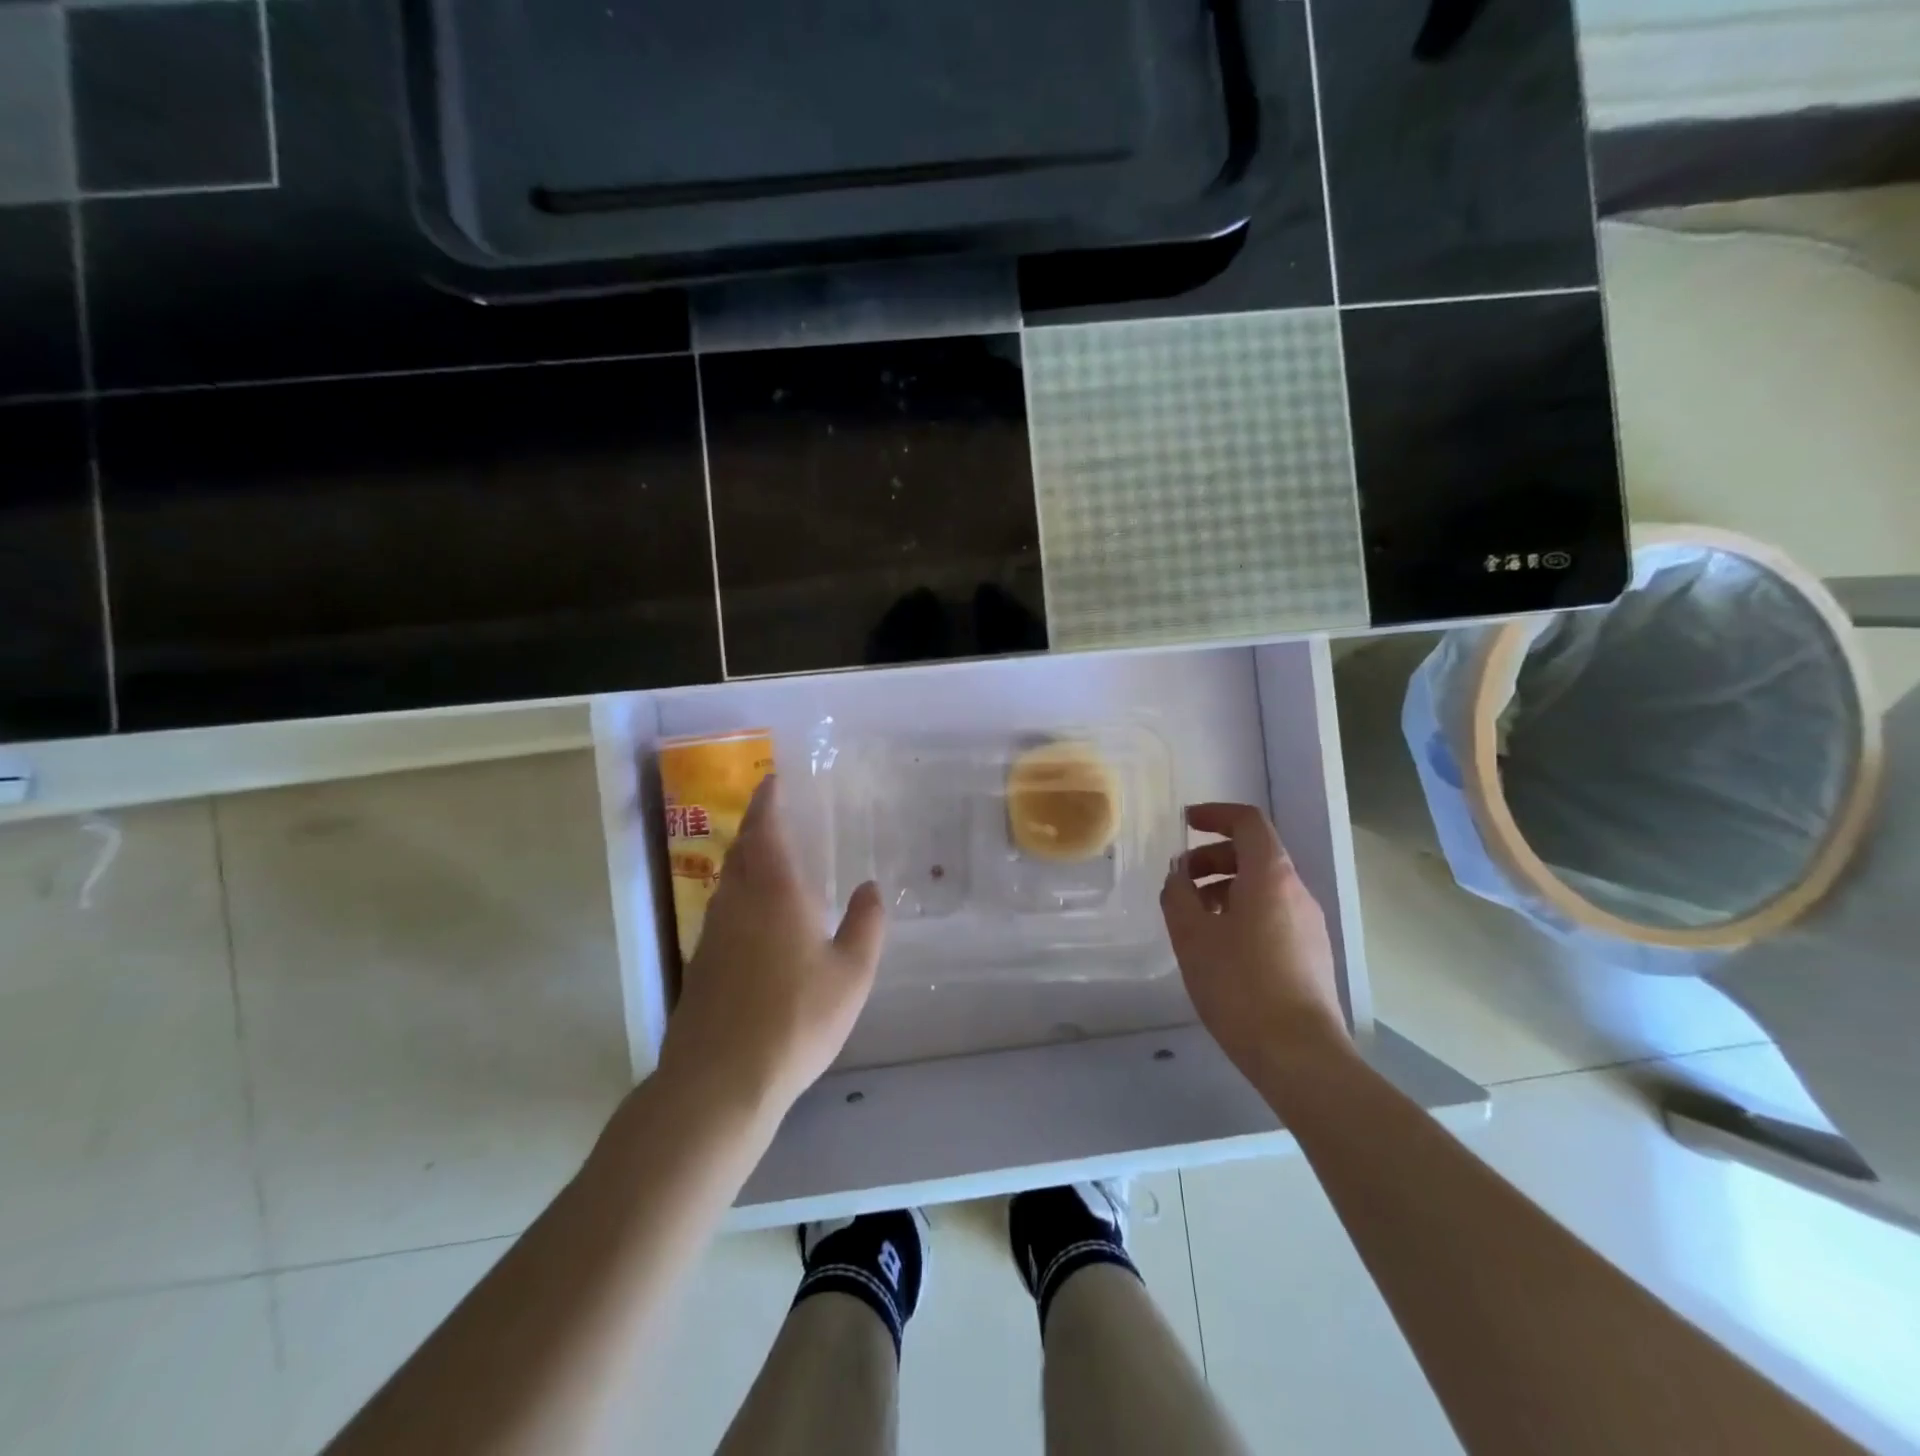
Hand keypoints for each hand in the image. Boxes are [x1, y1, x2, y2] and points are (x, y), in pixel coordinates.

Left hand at [659, 776, 884, 1117]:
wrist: (720, 1080)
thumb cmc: (795, 1019)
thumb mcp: (851, 974)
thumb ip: (865, 925)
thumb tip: (870, 887)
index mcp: (774, 892)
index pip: (766, 830)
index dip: (768, 802)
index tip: (772, 781)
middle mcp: (736, 902)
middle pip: (742, 850)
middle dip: (756, 827)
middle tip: (775, 815)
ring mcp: (712, 934)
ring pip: (728, 881)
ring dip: (746, 861)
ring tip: (769, 860)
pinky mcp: (700, 965)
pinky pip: (723, 911)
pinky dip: (739, 896)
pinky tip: (756, 919)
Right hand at [1160, 803, 1347, 1085]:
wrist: (1299, 1054)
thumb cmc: (1239, 984)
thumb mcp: (1192, 935)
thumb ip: (1178, 894)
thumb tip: (1178, 875)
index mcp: (1271, 875)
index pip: (1248, 822)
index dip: (1216, 814)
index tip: (1185, 822)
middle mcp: (1297, 891)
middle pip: (1255, 854)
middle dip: (1213, 857)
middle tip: (1180, 881)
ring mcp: (1309, 924)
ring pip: (1263, 887)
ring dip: (1225, 888)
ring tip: (1194, 918)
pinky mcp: (1311, 954)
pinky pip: (1273, 914)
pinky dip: (1242, 912)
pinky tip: (1219, 947)